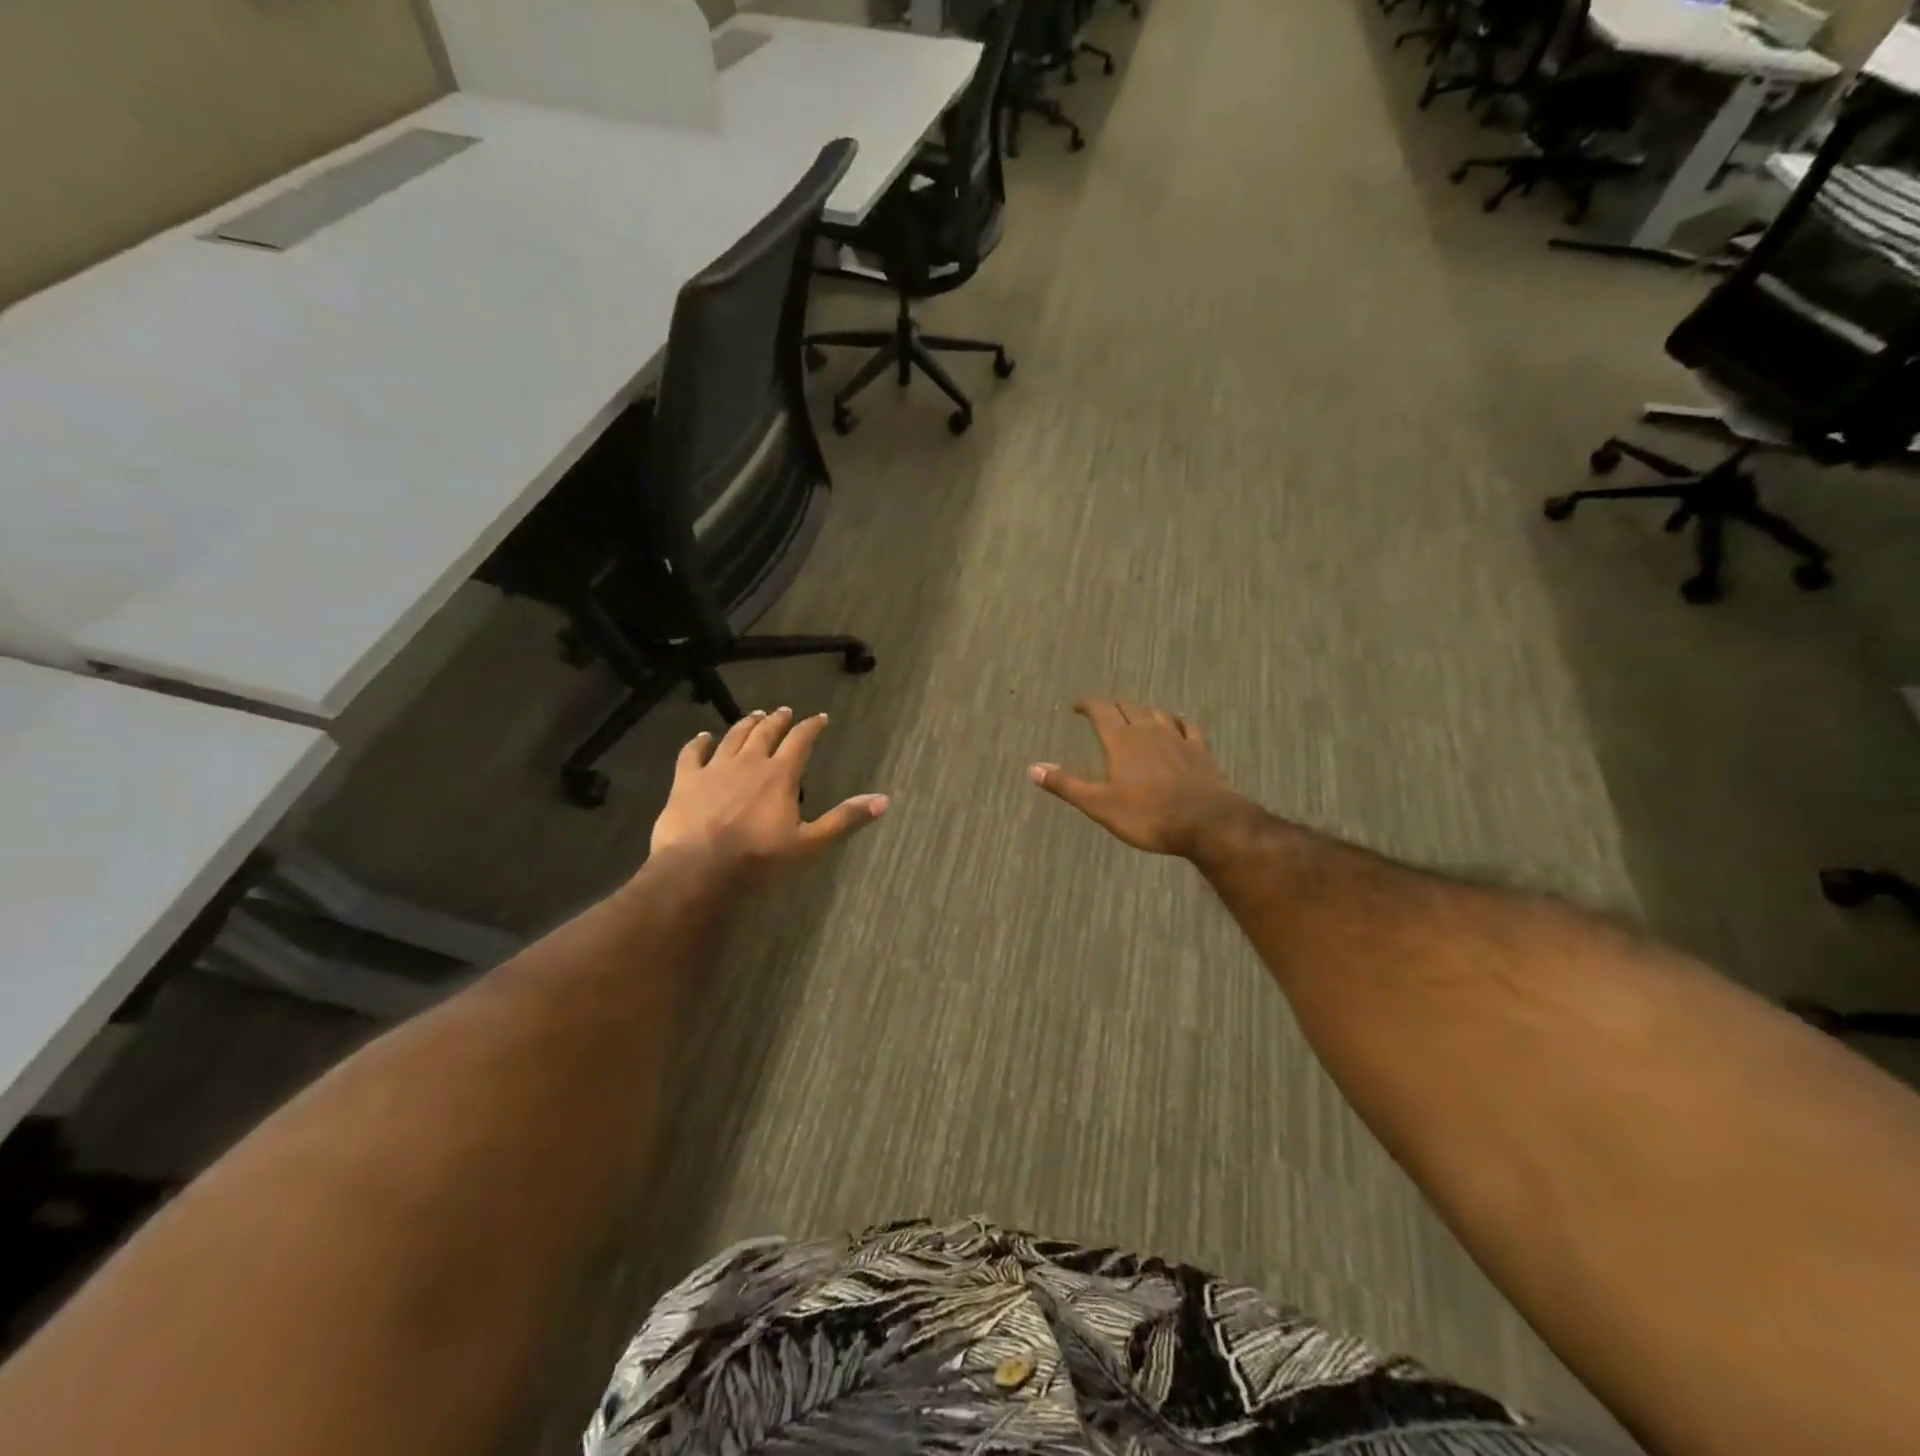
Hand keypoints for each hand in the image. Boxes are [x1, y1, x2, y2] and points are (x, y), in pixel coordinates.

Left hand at [651, 708, 887, 886]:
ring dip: (746, 724)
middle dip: (778, 720)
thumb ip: (844, 819)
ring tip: (754, 716)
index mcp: (780, 775)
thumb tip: (884, 800)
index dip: (812, 727)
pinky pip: (693, 752)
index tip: (820, 718)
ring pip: (733, 737)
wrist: (699, 869)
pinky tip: (703, 736)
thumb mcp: (809, 844)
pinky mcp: (686, 780)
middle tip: (784, 712)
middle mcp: (749, 762)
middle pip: (766, 732)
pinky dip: (699, 742)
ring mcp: (715, 768)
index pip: (801, 740)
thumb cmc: (758, 859)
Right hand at [1030, 700, 1254, 858]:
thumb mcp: (1099, 804)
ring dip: (1142, 711)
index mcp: (1120, 741)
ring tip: (1134, 716)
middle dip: (1112, 706)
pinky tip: (1176, 723)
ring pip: (1156, 713)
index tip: (1077, 707)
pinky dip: (1176, 720)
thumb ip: (1066, 784)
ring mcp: (1177, 738)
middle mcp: (1148, 730)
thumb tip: (1033, 768)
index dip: (1088, 705)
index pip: (1101, 710)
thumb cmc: (1147, 815)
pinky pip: (1186, 725)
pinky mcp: (1199, 750)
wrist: (1205, 822)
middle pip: (1128, 707)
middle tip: (1102, 712)